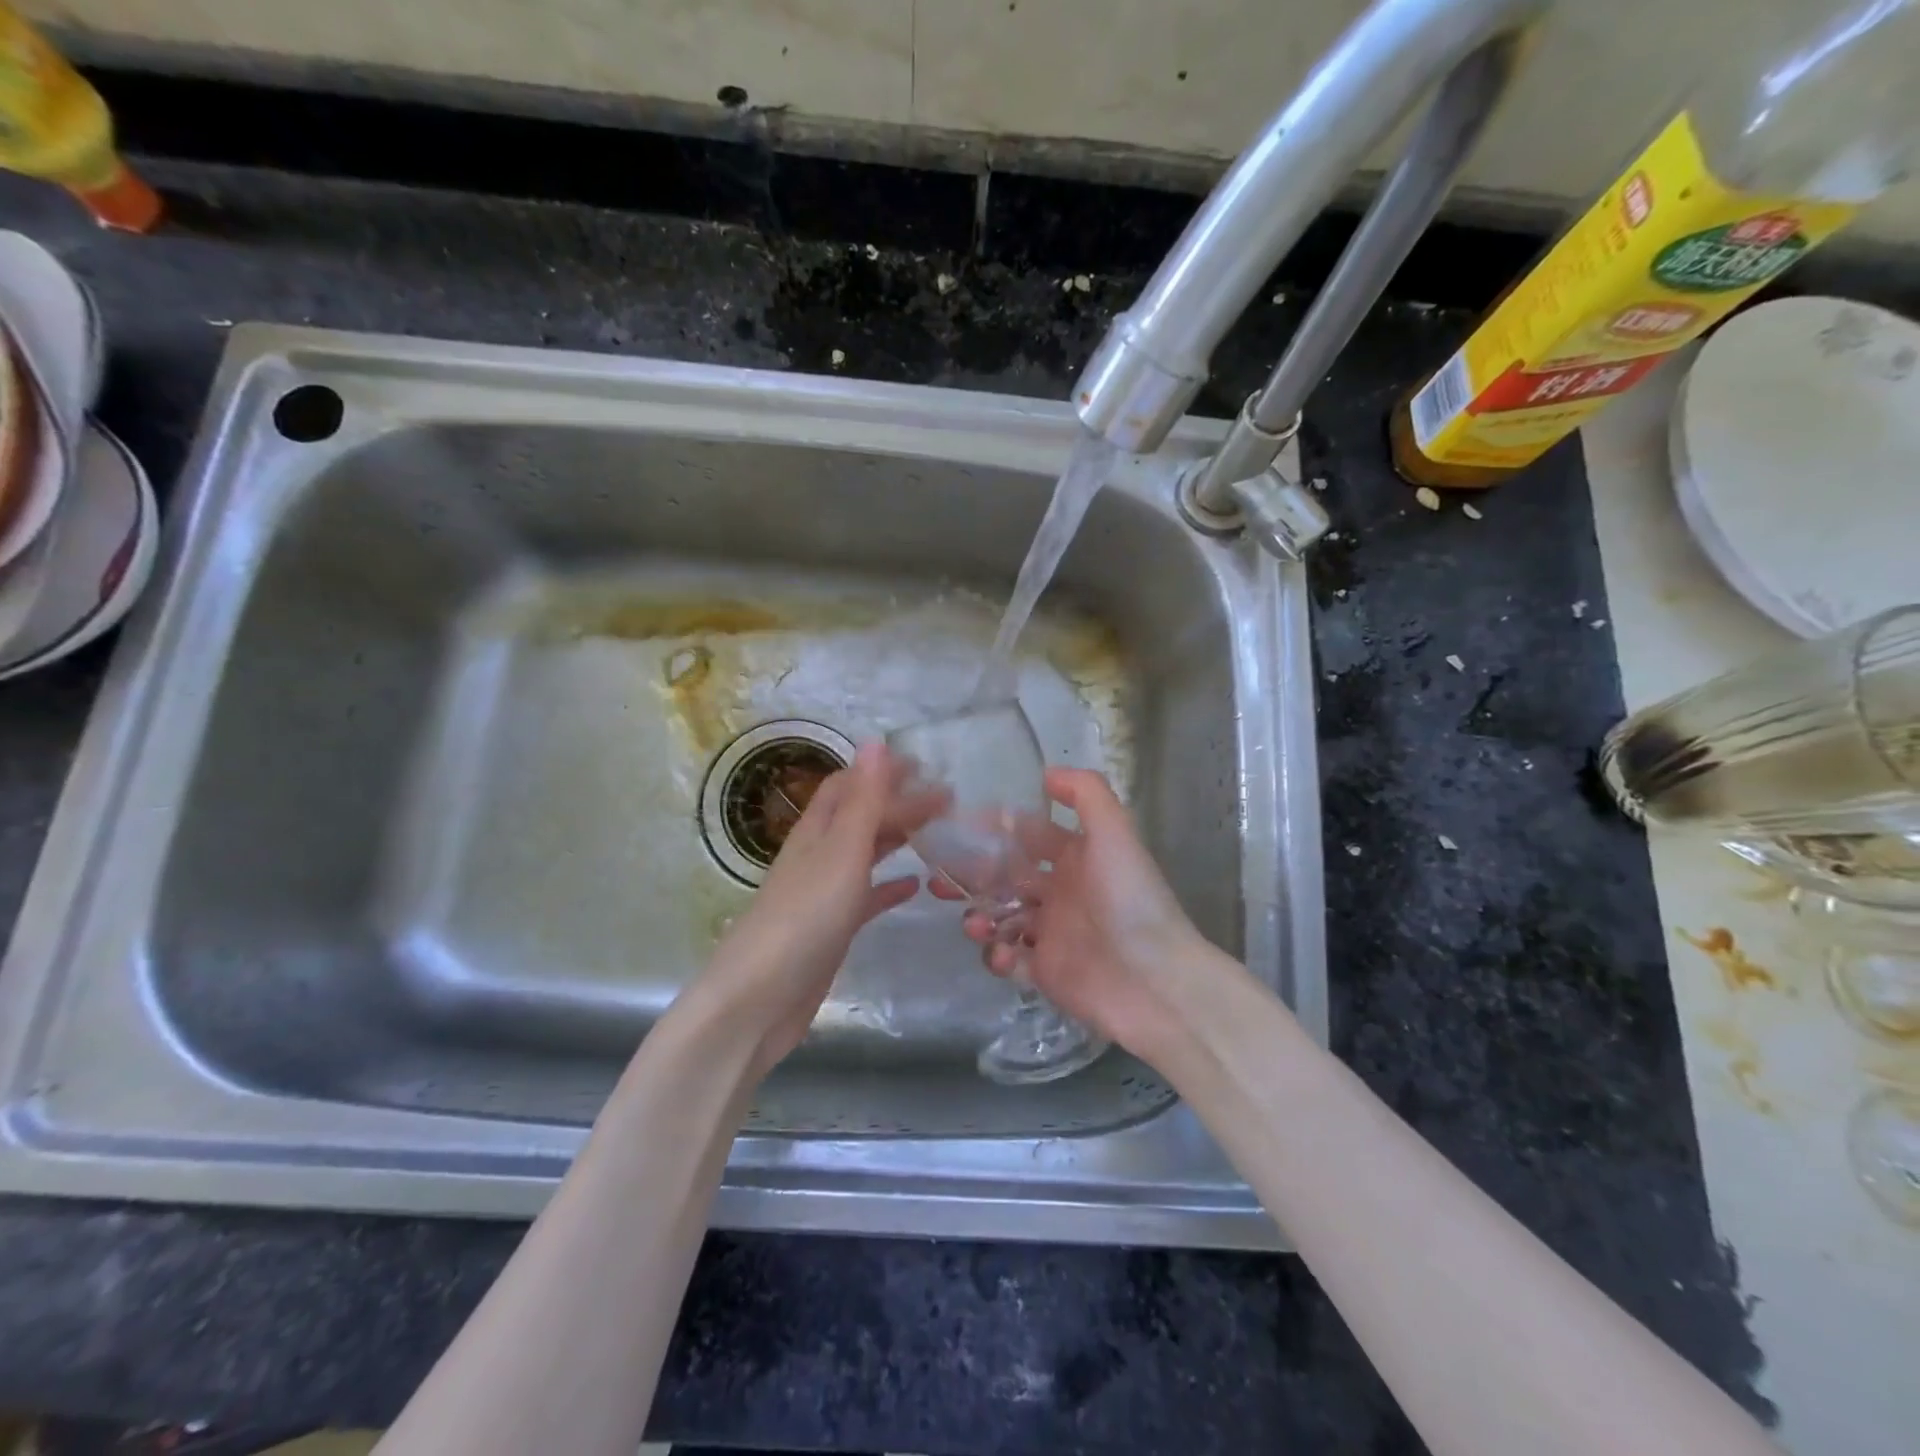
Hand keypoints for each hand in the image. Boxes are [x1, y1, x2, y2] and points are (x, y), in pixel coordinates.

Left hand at [698, 744, 940, 1075]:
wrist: (759, 1001)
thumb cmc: (804, 919)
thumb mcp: (841, 853)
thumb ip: (863, 801)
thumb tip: (875, 741)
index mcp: (817, 831)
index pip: (849, 785)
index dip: (881, 771)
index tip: (925, 766)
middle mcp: (819, 855)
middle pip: (861, 816)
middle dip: (899, 803)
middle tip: (948, 801)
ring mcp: (824, 893)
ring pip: (865, 853)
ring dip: (897, 838)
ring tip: (938, 831)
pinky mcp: (832, 929)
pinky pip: (867, 896)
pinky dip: (890, 885)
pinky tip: (916, 886)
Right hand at [933, 767, 1224, 1061]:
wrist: (1154, 981)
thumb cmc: (1130, 899)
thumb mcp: (1115, 832)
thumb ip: (1086, 793)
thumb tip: (1047, 772)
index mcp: (1075, 858)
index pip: (1027, 834)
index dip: (995, 828)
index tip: (957, 826)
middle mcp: (1060, 891)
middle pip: (1005, 876)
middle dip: (973, 875)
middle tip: (941, 880)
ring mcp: (1050, 933)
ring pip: (1000, 917)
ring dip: (979, 916)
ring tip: (974, 924)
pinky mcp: (1044, 972)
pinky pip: (1008, 959)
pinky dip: (996, 955)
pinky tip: (1002, 955)